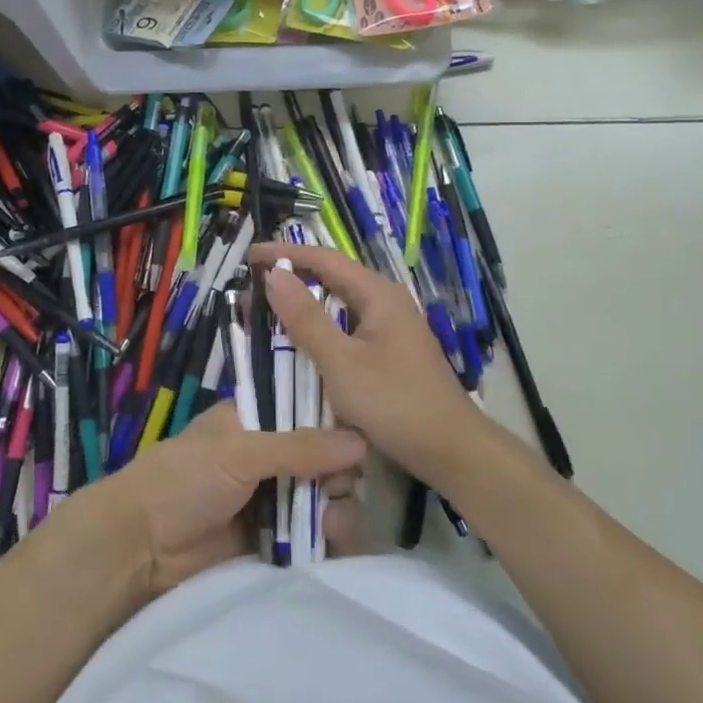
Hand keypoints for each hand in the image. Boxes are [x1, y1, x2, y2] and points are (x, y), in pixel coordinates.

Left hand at [85, 401, 365, 596]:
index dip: (334, 421)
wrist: (139, 548)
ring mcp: (269, 499)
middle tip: (343, 486)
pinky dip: (326, 538)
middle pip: (321, 457)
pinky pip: (310, 535)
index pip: (305, 410)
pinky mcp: (270, 540)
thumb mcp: (241, 452)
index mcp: (254, 421)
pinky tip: (333, 542)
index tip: (360, 435)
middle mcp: (266, 456)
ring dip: (336, 507)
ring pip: (320, 497)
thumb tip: (361, 442)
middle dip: (339, 472)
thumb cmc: (184, 479)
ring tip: (334, 522)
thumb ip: (300, 447)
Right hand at [252, 243, 486, 488]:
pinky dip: (323, 325)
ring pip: (342, 303)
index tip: (249, 256)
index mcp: (378, 294)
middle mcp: (387, 301)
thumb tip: (275, 274)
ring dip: (308, 301)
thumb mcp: (341, 362)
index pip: (324, 259)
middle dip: (295, 274)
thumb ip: (306, 318)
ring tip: (272, 305)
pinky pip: (350, 325)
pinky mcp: (393, 351)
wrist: (452, 450)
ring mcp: (393, 327)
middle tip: (255, 281)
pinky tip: (306, 340)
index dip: (285, 253)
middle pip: (334, 276)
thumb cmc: (394, 402)